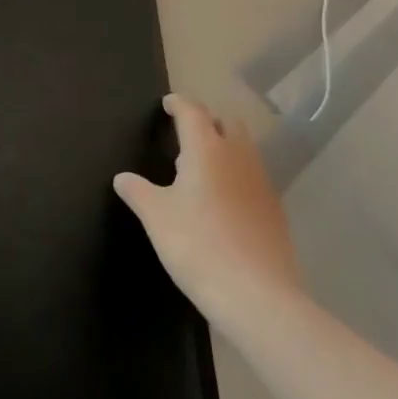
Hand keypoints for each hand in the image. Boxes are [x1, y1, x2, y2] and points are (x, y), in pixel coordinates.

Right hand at [114, 94, 302, 323]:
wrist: (257, 294)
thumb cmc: (198, 246)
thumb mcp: (157, 218)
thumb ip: (138, 192)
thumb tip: (122, 178)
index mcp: (207, 149)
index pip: (193, 111)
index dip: (179, 104)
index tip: (168, 104)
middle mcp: (238, 156)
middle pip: (226, 122)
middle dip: (207, 121)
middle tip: (186, 135)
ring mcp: (261, 182)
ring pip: (244, 148)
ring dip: (225, 146)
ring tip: (202, 169)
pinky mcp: (274, 208)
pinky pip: (253, 176)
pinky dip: (237, 175)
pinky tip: (224, 201)